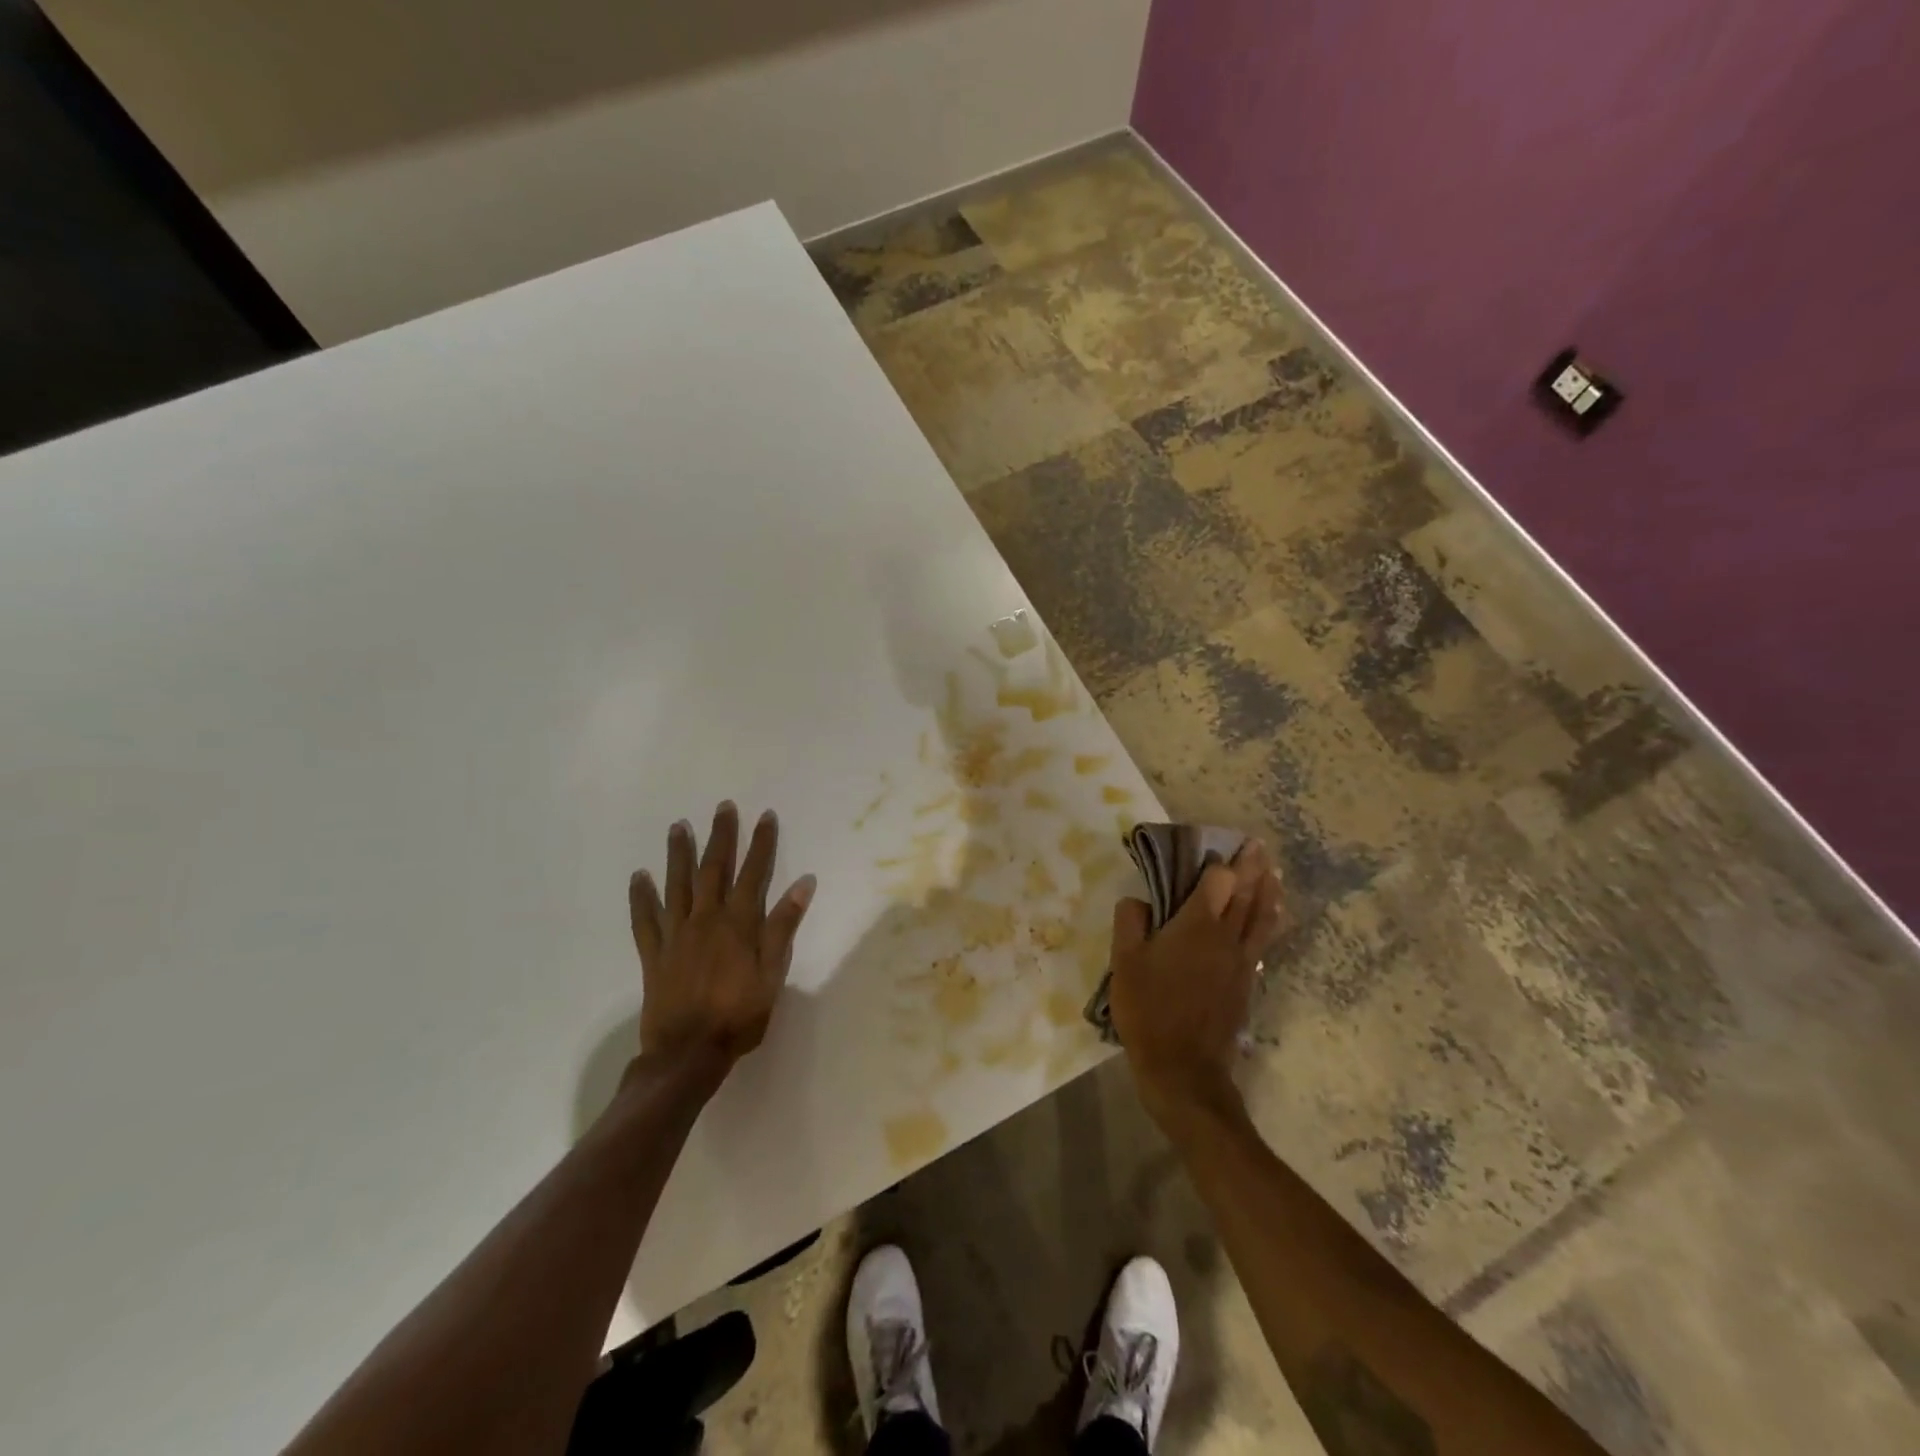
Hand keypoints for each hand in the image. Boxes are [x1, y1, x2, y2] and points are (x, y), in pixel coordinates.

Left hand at [628, 802, 815, 1073]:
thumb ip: (784, 927)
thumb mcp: (773, 974)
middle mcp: (706, 919)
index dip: (761, 843)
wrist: (688, 1053)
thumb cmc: (739, 1015)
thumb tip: (804, 883)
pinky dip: (641, 897)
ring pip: (677, 885)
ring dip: (678, 854)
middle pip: (713, 869)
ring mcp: (676, 935)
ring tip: (678, 827)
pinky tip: (638, 877)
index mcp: (738, 924)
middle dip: (721, 836)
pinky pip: (645, 919)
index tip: (765, 816)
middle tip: (723, 807)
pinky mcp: (654, 953)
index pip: (753, 873)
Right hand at [1109, 840, 1282, 1124]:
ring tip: (1275, 872)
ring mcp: (1242, 962)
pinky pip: (1263, 941)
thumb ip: (1130, 923)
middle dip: (1253, 867)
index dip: (1221, 862)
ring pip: (1262, 917)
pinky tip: (1272, 918)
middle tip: (1259, 845)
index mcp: (1196, 926)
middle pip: (1247, 894)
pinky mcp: (1247, 983)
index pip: (1219, 881)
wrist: (1184, 1068)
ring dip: (1269, 891)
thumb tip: (1138, 900)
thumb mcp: (1124, 963)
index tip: (1223, 845)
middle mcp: (1226, 937)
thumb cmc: (1149, 1010)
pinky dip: (1270, 921)